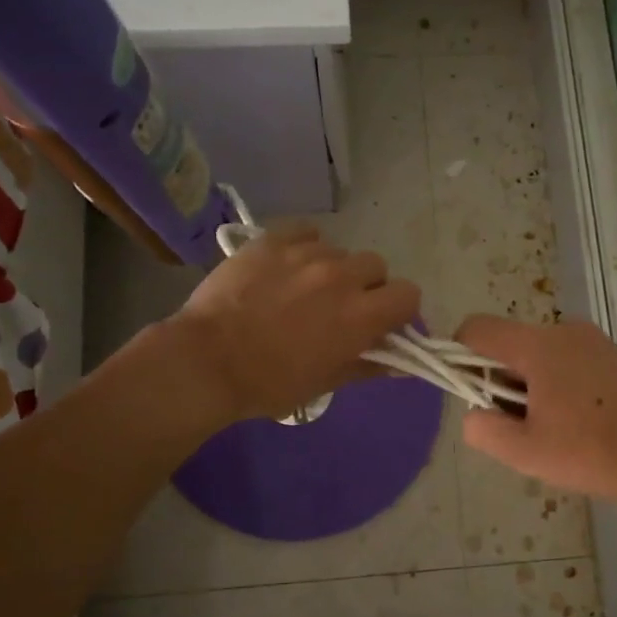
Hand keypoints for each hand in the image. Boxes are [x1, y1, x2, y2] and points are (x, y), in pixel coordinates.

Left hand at [170, 224, 419, 423]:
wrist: (207, 361)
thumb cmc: (270, 383)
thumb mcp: (326, 383)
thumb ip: (368, 365)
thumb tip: (401, 363)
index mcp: (361, 315)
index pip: (409, 294)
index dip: (399, 308)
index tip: (382, 321)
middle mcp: (342, 276)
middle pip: (376, 266)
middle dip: (367, 285)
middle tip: (340, 307)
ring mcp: (306, 254)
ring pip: (339, 251)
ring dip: (333, 268)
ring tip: (303, 288)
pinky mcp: (273, 240)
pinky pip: (306, 233)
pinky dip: (305, 247)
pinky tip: (287, 266)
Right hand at [453, 315, 616, 515]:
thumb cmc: (592, 453)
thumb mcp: (525, 452)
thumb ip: (483, 428)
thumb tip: (473, 412)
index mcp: (538, 345)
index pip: (477, 329)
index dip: (459, 355)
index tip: (471, 394)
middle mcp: (564, 331)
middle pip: (510, 344)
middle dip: (501, 380)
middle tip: (519, 425)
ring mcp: (593, 341)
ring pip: (539, 354)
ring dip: (530, 385)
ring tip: (553, 429)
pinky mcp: (614, 356)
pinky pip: (567, 360)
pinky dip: (558, 384)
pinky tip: (579, 422)